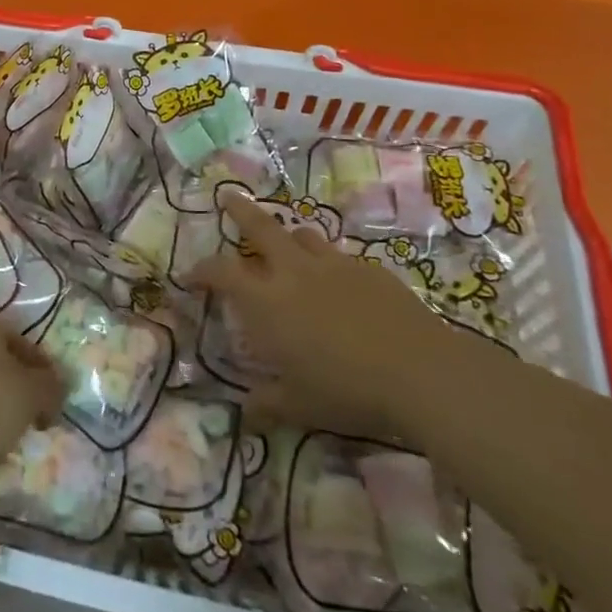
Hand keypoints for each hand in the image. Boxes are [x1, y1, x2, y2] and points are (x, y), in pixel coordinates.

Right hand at [201, 196, 450, 435]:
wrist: (421, 372)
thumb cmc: (347, 390)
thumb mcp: (299, 406)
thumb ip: (267, 405)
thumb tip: (244, 415)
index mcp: (267, 301)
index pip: (222, 272)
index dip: (201, 270)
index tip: (189, 275)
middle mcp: (295, 272)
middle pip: (261, 226)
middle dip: (240, 210)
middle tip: (227, 197)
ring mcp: (336, 265)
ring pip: (303, 234)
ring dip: (289, 236)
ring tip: (287, 247)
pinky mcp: (371, 269)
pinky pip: (341, 257)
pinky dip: (329, 264)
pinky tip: (340, 286)